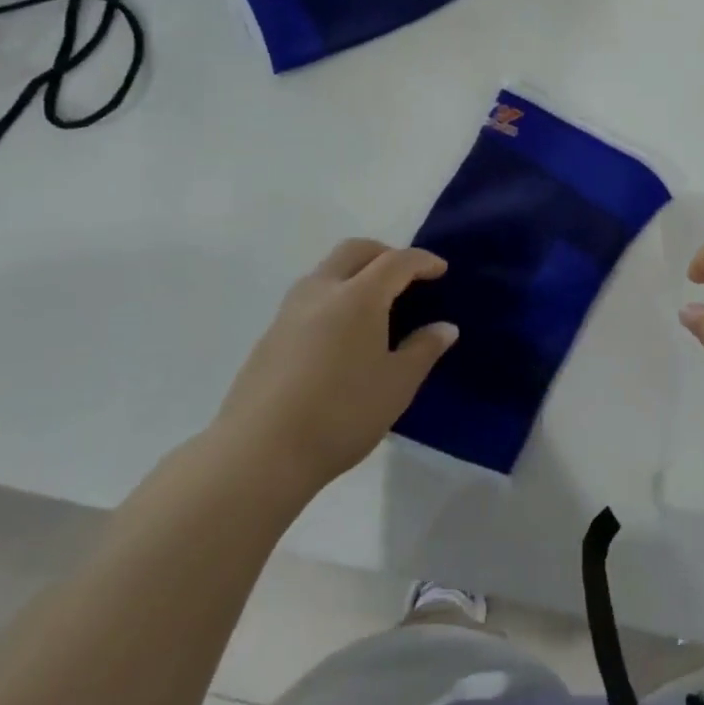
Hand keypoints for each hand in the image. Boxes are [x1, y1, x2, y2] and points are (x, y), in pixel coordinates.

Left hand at [214, 239, 456, 486]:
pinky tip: (341, 334)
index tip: (441, 270)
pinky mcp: (269, 336)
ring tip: (374, 304)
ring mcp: (289, 312)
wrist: (259, 454)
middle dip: (385, 253)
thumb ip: (423, 350)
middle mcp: (322, 291)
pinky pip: (309, 297)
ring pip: (327, 270)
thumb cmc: (341, 414)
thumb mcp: (397, 385)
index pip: (396, 261)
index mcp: (358, 296)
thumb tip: (444, 328)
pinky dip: (334, 297)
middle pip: (355, 251)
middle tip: (406, 276)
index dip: (422, 261)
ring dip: (355, 272)